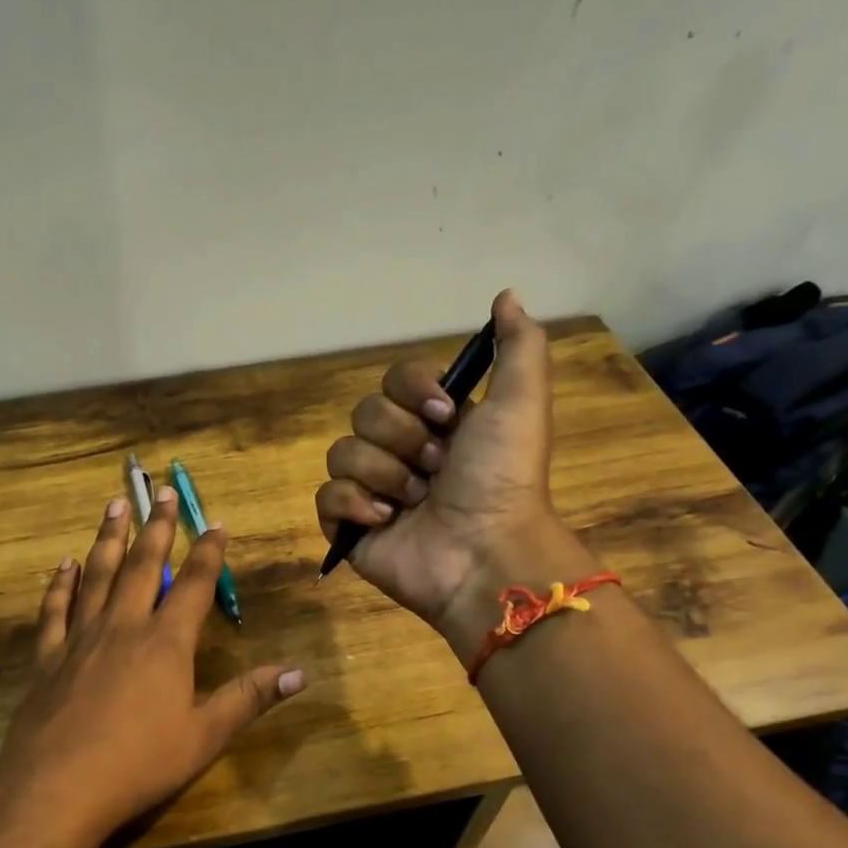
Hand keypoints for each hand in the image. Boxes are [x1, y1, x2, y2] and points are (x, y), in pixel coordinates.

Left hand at [0, 488, 304, 847]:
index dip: (208, 553)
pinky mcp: (47, 658)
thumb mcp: (204, 736)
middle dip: (156, 527)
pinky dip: (61, 584)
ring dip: (108, 538)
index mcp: (165, 642)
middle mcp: (123, 627)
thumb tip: (298, 673)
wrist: (56, 788)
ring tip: (115, 505)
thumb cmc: (139, 763)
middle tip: (159, 491)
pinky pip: (55, 610)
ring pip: (96, 575)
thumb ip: (248, 698)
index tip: (216, 523)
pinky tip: (64, 565)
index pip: (193, 585)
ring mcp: (80, 638)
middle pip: (141, 565)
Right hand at [316, 290, 586, 644]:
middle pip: (365, 414)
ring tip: (414, 502)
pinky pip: (326, 496)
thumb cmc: (502, 478)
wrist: (484, 552)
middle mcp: (402, 452)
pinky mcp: (351, 528)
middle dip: (402, 439)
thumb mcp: (522, 402)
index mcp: (436, 425)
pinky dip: (353, 505)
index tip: (446, 415)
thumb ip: (518, 346)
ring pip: (342, 452)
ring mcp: (373, 491)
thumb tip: (506, 294)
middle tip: (436, 468)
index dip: (413, 392)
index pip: (394, 381)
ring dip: (384, 474)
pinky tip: (385, 520)